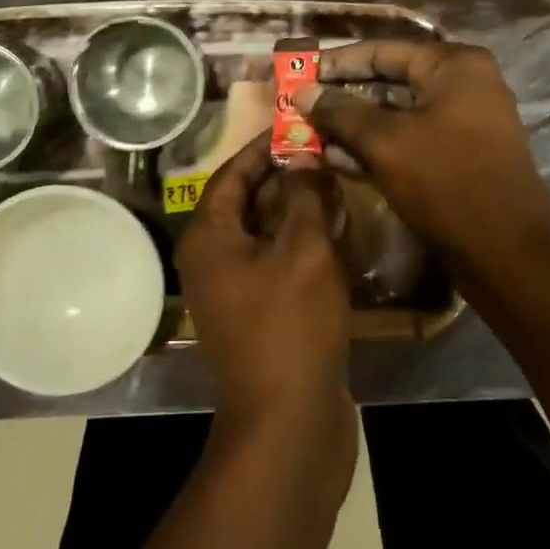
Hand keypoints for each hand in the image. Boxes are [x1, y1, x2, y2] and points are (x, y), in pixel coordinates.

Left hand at [175, 133, 355, 452]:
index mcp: (209, 237)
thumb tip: (305, 156)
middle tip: (327, 151)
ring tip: (338, 182)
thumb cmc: (290, 326)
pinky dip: (305, 242)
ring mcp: (237, 289)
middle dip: (287, 175)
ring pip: (268, 231)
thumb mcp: (303, 249)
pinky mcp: (262, 312)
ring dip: (300, 208)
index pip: (232, 173)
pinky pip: (280, 261)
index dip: (264, 146)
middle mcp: (214, 258)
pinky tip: (340, 230)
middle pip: (249, 200)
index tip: (298, 123)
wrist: (289, 424)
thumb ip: (304, 195)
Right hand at [291, 40, 549, 265]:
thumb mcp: (386, 142)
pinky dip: (376, 147)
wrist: (507, 254)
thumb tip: (302, 92)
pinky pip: (410, 139)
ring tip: (309, 134)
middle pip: (390, 80)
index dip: (337, 62)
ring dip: (354, 125)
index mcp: (454, 65)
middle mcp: (464, 84)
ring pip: (397, 114)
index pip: (383, 51)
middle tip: (300, 104)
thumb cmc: (446, 182)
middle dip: (343, 96)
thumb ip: (340, 112)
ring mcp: (464, 122)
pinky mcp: (459, 156)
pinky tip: (337, 159)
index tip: (300, 72)